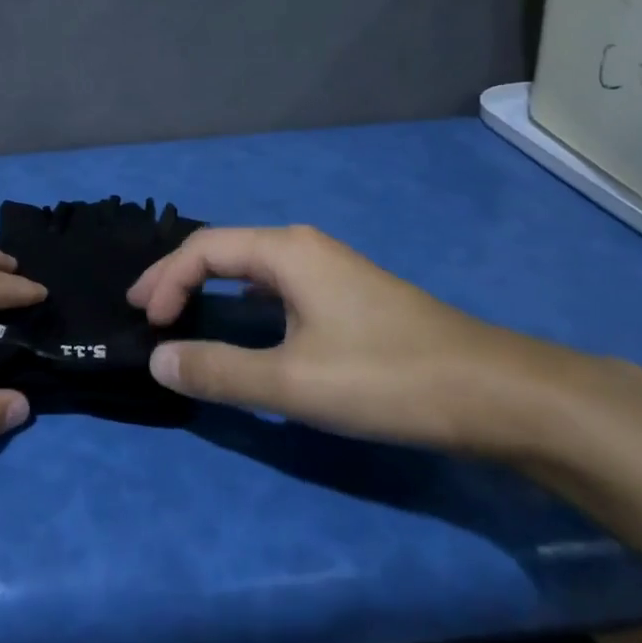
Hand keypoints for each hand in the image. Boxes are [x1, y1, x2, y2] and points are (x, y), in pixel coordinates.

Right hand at [127, 225, 608, 459]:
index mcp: (286, 252)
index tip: (147, 323)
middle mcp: (305, 248)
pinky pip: (275, 286)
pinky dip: (241, 300)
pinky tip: (243, 322)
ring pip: (251, 267)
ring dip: (209, 286)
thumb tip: (158, 360)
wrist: (496, 393)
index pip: (203, 250)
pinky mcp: (348, 297)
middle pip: (224, 250)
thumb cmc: (387, 378)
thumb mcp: (292, 382)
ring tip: (179, 311)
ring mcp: (331, 271)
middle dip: (178, 276)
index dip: (165, 281)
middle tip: (145, 308)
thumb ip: (219, 371)